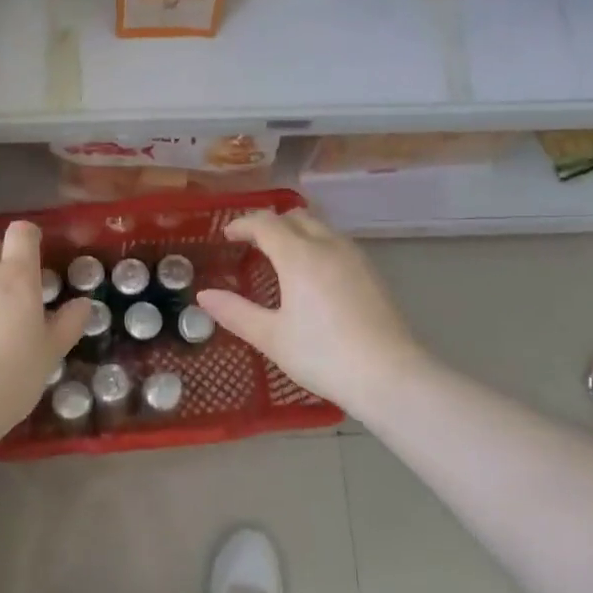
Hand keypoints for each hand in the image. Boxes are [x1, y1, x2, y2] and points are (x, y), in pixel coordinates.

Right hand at [196, 209, 427, 412]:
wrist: (388, 375)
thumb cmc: (322, 354)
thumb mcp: (271, 337)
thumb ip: (235, 312)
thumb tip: (204, 296)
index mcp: (299, 255)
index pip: (266, 223)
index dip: (243, 224)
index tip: (227, 235)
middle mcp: (328, 246)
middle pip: (295, 217)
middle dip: (270, 223)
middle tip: (251, 243)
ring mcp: (355, 257)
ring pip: (320, 227)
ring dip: (296, 232)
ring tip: (280, 256)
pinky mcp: (372, 273)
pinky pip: (337, 243)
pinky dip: (316, 245)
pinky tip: (312, 274)